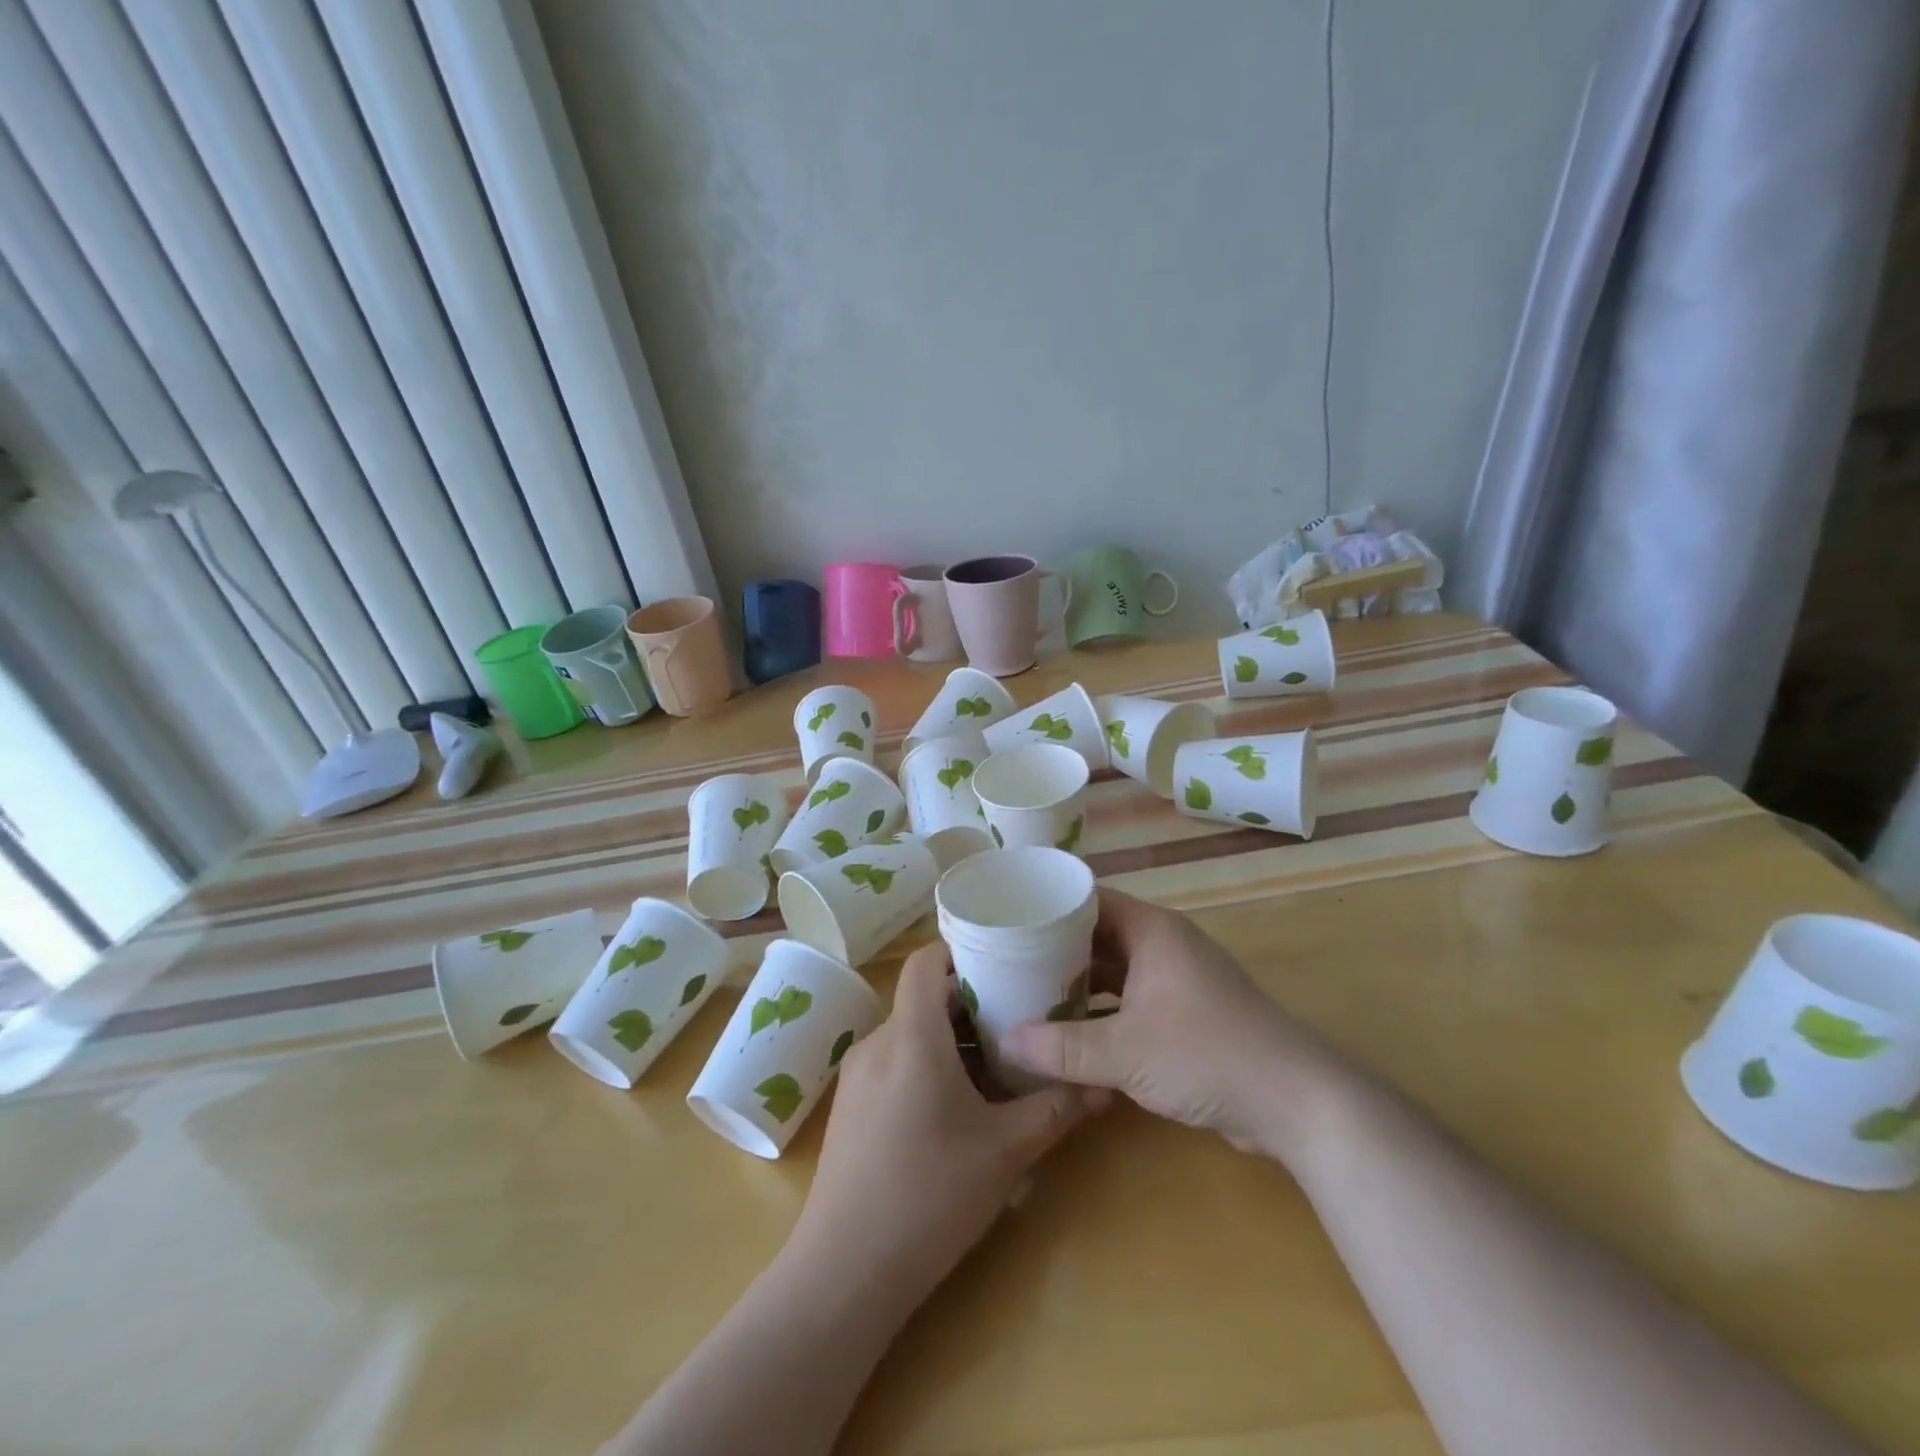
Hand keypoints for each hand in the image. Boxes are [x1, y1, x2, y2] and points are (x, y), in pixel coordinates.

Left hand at [788, 941, 1108, 1302]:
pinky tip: (958, 1107)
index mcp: (911, 1035)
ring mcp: (858, 1075)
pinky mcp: (851, 1106)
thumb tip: (1105, 1086)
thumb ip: (1057, 1110)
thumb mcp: (1006, 1151)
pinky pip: (894, 1062)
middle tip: (1020, 1016)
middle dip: (972, 1002)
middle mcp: (878, 1042)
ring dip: (953, 1038)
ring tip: (998, 1064)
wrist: (845, 1273)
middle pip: (925, 997)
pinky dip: (928, 1064)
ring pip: (911, 1033)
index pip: (925, 960)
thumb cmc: (929, 1196)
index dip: (961, 949)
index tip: (1004, 958)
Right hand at [1000, 888, 1344, 1163]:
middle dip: (1055, 948)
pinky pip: (1131, 999)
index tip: (1007, 917)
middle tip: (1006, 960)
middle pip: (1098, 935)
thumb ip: (1062, 1047)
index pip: (1089, 899)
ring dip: (1077, 983)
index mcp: (1152, 931)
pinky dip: (1101, 1010)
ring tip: (1027, 994)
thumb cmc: (1206, 1055)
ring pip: (1114, 970)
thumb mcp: (1125, 1052)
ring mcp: (1177, 980)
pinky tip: (1069, 1030)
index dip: (1049, 905)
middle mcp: (1163, 945)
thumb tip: (1005, 1040)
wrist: (1294, 1103)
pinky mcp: (1186, 1015)